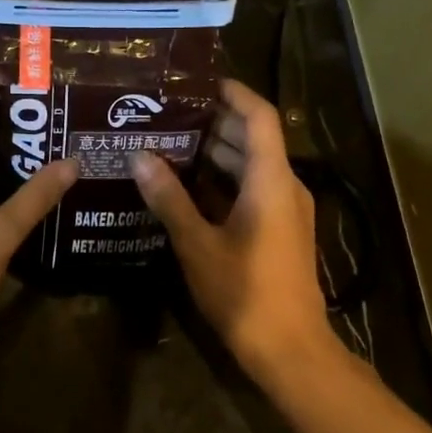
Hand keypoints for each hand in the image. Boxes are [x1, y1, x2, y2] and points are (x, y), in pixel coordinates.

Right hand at [129, 79, 332, 381]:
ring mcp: (287, 211)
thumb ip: (169, 198)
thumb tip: (140, 157)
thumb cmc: (245, 293)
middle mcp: (286, 187)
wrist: (291, 350)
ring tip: (171, 143)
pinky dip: (225, 181)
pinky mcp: (282, 232)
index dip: (233, 93)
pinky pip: (254, 190)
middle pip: (254, 139)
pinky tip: (189, 187)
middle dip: (215, 122)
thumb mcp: (198, 244)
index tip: (198, 82)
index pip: (259, 117)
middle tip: (169, 113)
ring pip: (253, 166)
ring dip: (218, 153)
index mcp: (271, 181)